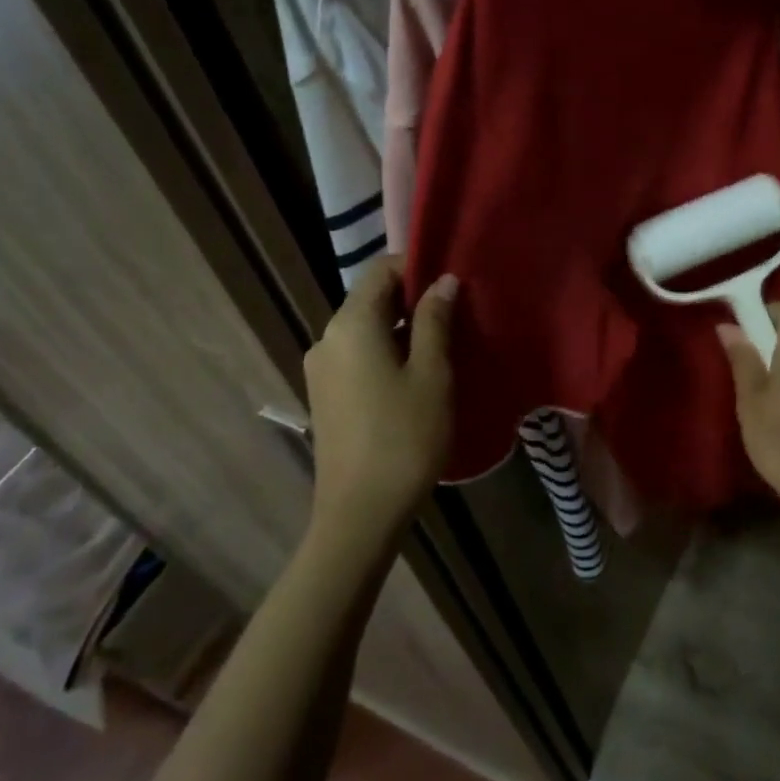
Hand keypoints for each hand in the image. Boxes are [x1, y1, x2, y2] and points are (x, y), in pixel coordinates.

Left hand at [303, 256, 457, 531]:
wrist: (360, 513)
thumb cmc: (405, 436)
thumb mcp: (432, 373)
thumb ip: (436, 320)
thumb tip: (443, 281)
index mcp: (351, 325)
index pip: (380, 271)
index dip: (417, 267)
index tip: (454, 280)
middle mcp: (327, 339)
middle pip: (371, 299)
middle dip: (414, 299)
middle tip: (458, 312)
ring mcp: (321, 369)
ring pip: (366, 329)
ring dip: (403, 327)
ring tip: (444, 342)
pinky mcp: (325, 395)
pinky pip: (359, 355)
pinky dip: (388, 351)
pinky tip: (417, 372)